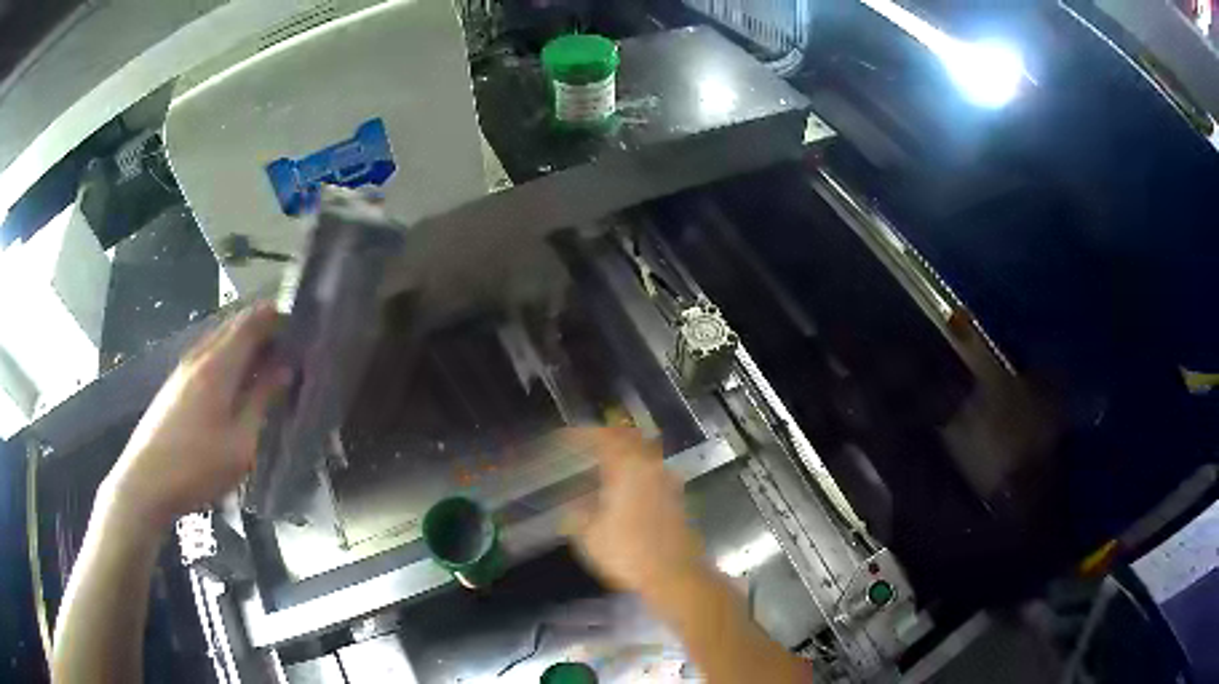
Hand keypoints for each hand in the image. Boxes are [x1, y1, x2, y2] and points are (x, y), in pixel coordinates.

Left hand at [99, 304, 289, 529]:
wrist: (146, 483)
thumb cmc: (197, 467)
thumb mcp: (240, 443)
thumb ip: (261, 401)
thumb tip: (284, 368)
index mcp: (218, 364)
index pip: (252, 321)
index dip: (278, 317)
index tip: (303, 330)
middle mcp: (200, 355)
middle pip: (235, 325)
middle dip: (264, 330)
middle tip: (290, 350)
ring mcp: (184, 368)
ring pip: (220, 340)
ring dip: (245, 345)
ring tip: (268, 368)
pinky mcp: (175, 384)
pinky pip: (208, 356)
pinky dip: (229, 359)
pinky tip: (236, 386)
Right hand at [565, 428, 707, 597]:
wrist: (676, 575)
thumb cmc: (629, 553)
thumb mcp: (591, 536)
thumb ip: (578, 515)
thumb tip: (572, 505)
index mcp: (628, 468)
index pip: (604, 437)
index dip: (582, 434)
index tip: (564, 437)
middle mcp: (651, 466)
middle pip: (629, 438)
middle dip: (607, 437)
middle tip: (585, 444)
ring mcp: (668, 481)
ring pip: (644, 453)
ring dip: (624, 453)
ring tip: (602, 465)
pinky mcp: (677, 497)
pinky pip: (652, 471)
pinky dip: (636, 470)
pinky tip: (623, 488)